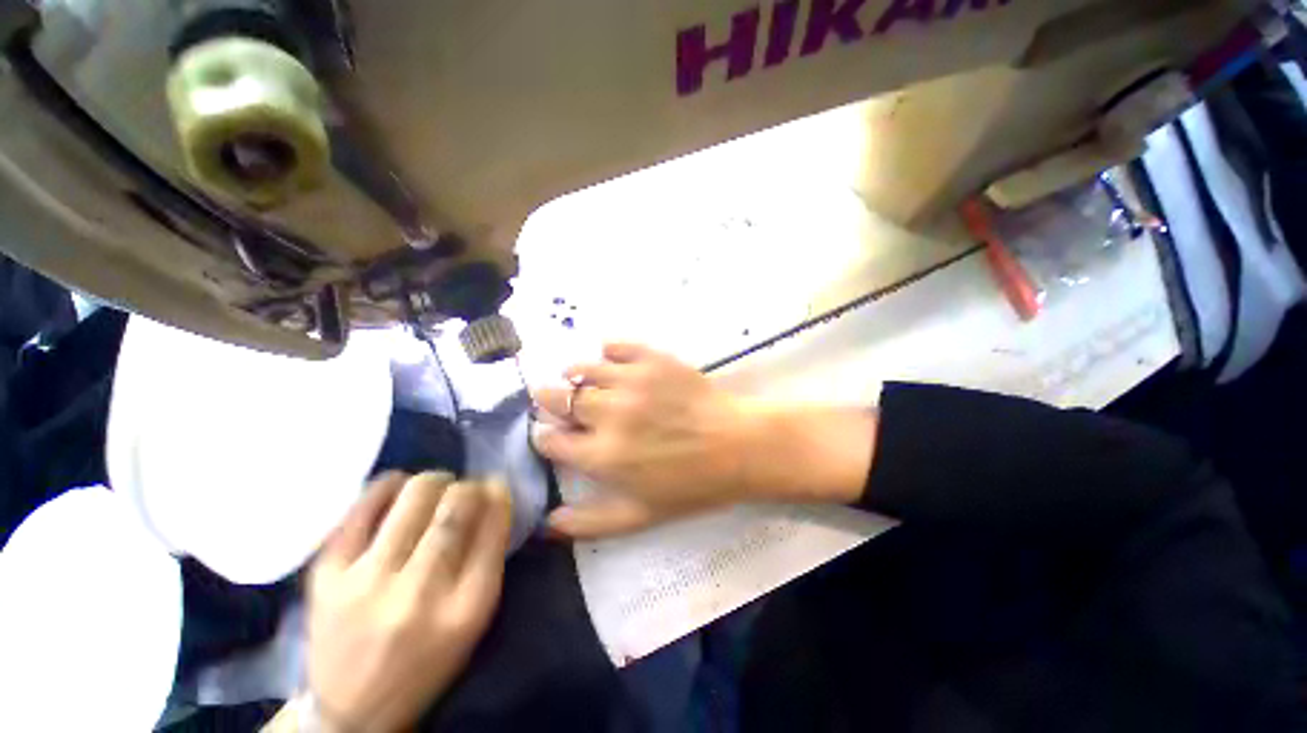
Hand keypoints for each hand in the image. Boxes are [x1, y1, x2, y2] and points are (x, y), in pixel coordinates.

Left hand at [306, 472, 511, 732]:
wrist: (352, 711)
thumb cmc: (427, 661)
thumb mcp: (474, 619)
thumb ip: (488, 557)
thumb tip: (493, 497)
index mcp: (466, 608)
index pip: (493, 526)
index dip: (499, 495)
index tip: (497, 487)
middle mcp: (419, 593)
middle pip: (456, 506)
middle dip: (469, 486)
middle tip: (466, 489)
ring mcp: (366, 582)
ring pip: (415, 495)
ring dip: (435, 480)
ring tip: (436, 487)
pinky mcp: (326, 575)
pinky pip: (363, 506)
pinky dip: (389, 485)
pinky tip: (398, 488)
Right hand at [532, 343, 876, 538]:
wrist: (738, 446)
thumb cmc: (691, 485)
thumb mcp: (640, 516)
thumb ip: (589, 522)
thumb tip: (546, 521)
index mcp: (602, 456)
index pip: (550, 439)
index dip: (546, 437)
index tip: (553, 435)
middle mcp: (608, 413)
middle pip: (556, 397)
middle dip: (549, 401)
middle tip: (561, 404)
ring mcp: (630, 381)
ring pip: (580, 369)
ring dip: (573, 376)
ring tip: (582, 382)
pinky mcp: (652, 359)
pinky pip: (615, 346)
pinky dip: (607, 353)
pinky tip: (613, 362)